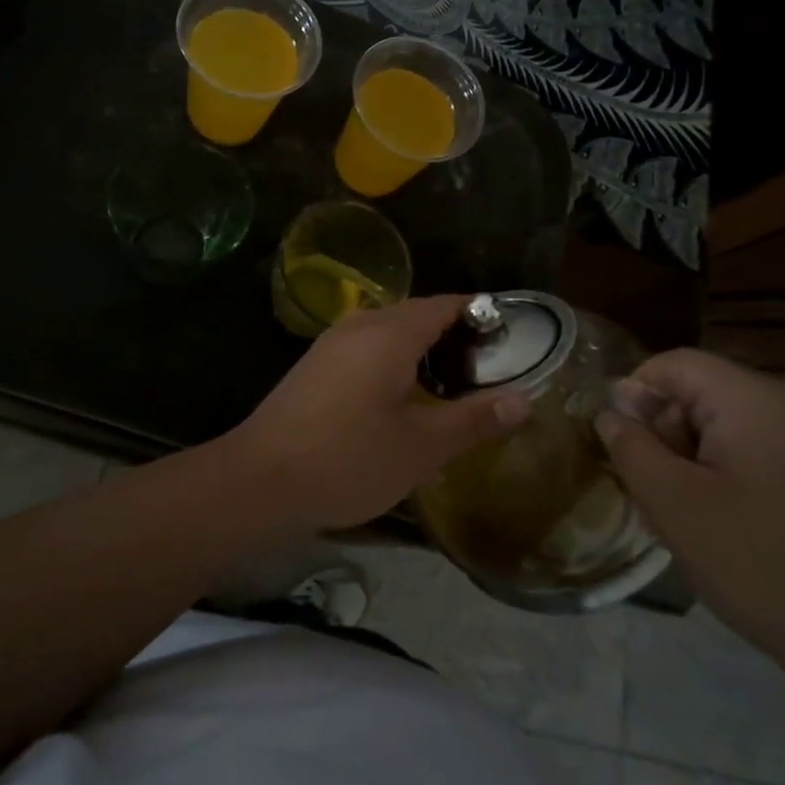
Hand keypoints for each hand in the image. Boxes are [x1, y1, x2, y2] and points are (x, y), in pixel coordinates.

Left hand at [223, 295, 528, 533]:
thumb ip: (474, 419)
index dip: (480, 314)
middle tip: (486, 370)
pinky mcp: (315, 365)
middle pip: (417, 314)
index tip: (510, 338)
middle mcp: (359, 325)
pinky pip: (365, 347)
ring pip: (388, 331)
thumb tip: (524, 399)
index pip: (446, 304)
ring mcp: (331, 343)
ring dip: (421, 349)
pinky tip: (401, 398)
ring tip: (451, 386)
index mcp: (390, 333)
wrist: (260, 479)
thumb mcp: (422, 446)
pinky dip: (392, 360)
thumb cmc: (349, 459)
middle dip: (453, 334)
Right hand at [595, 349, 784, 700]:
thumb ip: (631, 447)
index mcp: (762, 399)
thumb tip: (613, 411)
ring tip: (693, 521)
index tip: (624, 449)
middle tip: (658, 496)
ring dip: (701, 460)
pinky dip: (739, 475)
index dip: (636, 396)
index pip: (676, 364)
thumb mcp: (675, 506)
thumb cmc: (765, 570)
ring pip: (737, 426)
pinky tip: (737, 529)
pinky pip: (771, 451)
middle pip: (707, 393)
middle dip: (670, 435)